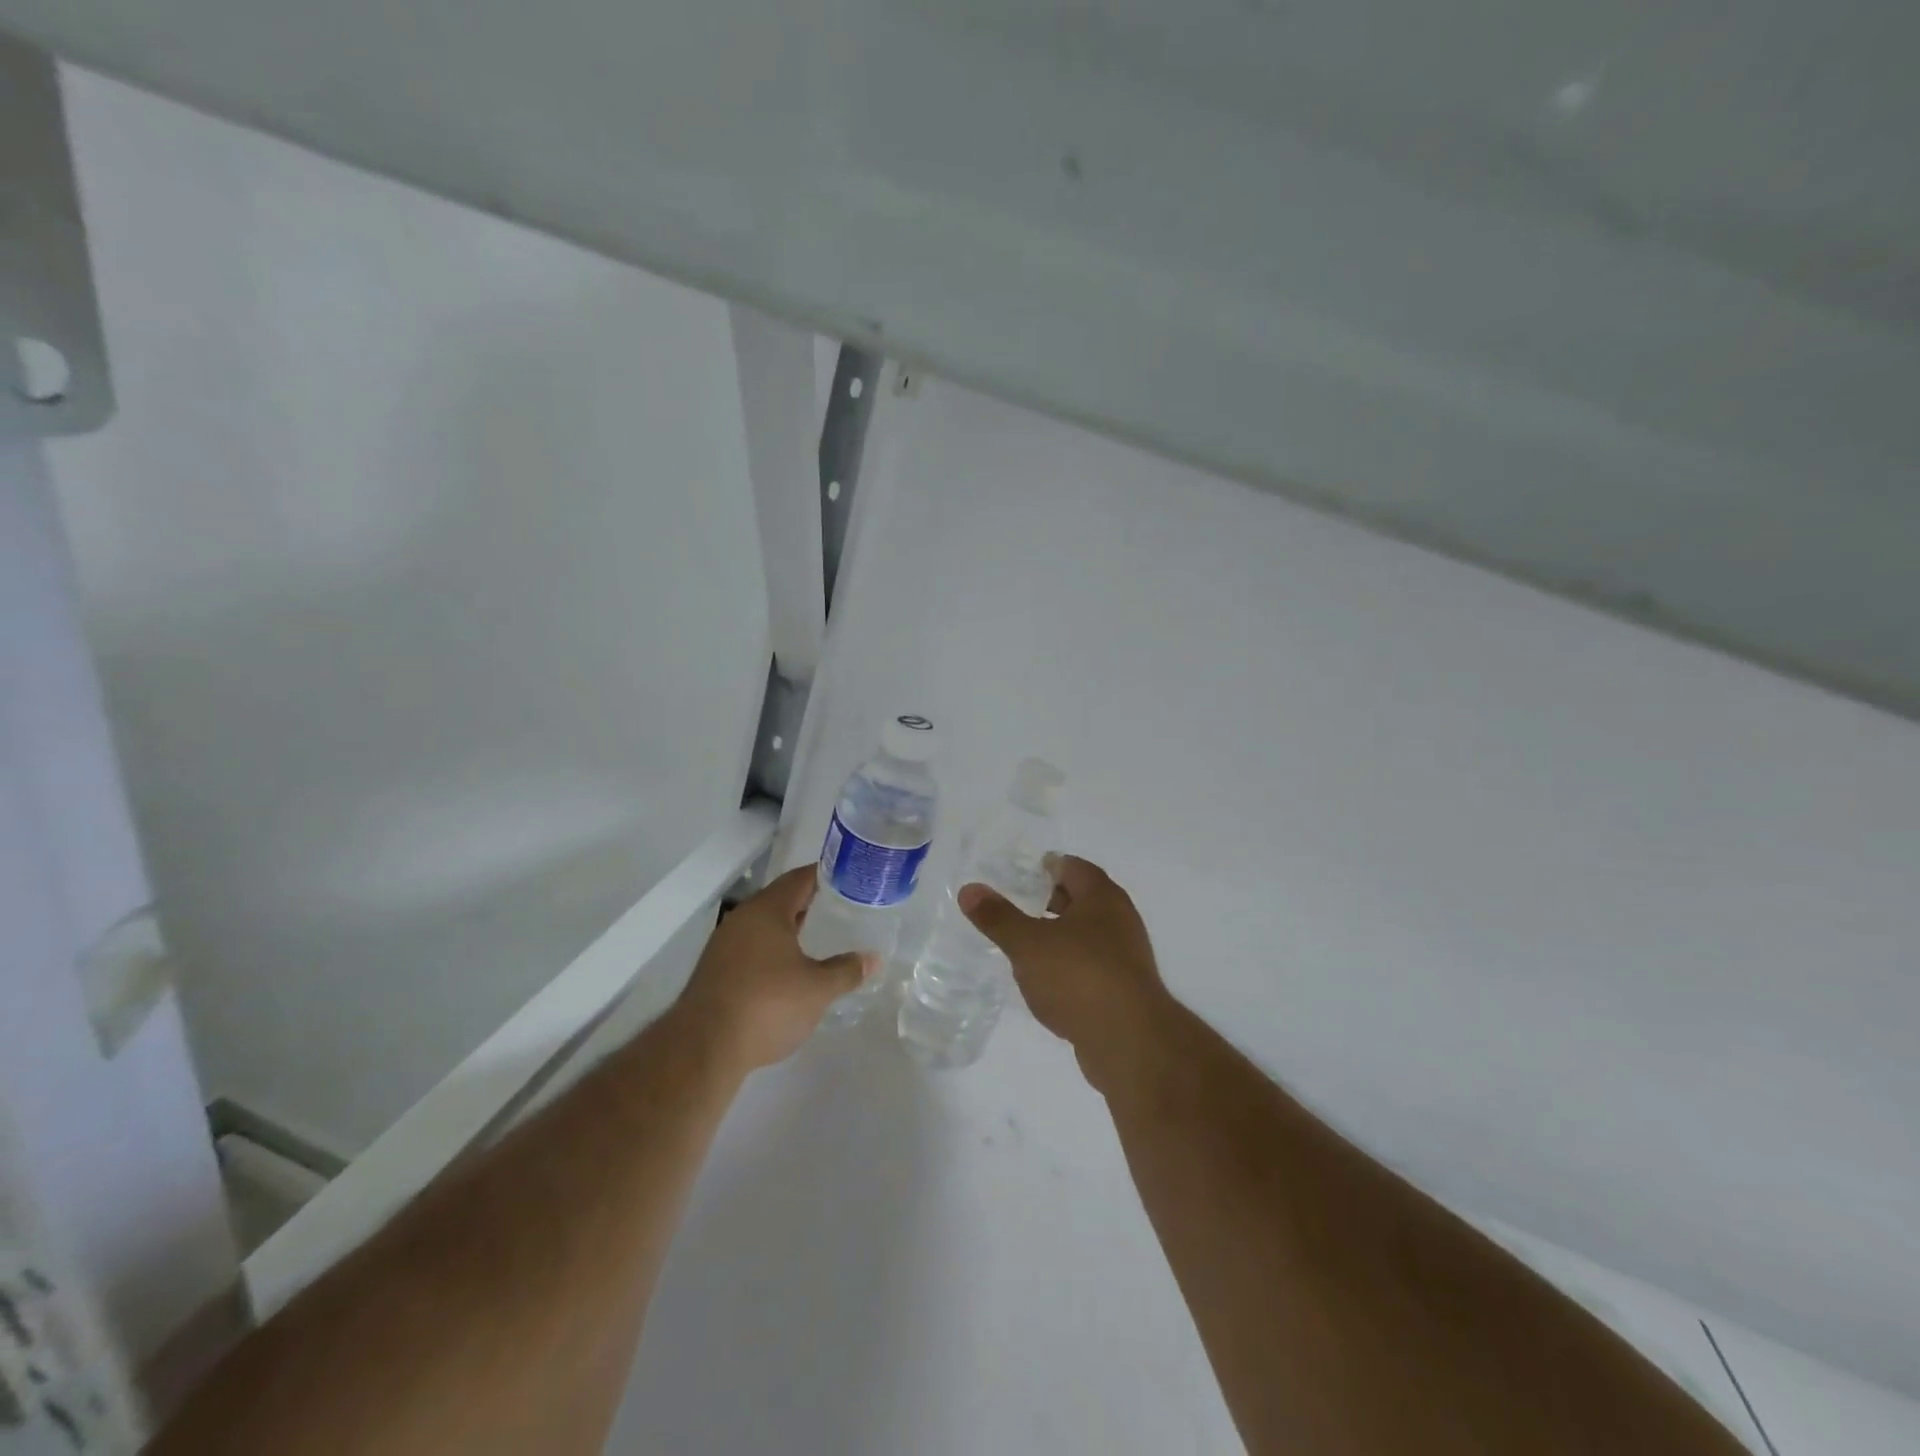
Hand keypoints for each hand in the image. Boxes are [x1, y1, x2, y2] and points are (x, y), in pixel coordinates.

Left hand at [673, 866, 874, 1073]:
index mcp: (767, 910)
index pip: (801, 878)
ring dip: (790, 928)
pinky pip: (751, 947)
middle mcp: (742, 918)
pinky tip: (790, 968)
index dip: (826, 875)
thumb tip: (872, 959)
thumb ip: (846, 971)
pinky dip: (774, 949)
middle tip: (842, 908)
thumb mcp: (817, 989)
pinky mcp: (715, 970)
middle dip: (810, 902)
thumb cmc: (767, 1005)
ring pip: (764, 925)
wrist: (703, 1048)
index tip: (850, 878)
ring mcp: (724, 944)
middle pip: (781, 899)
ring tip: (820, 937)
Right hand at [959, 855, 1172, 1092]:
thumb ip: (998, 917)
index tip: (1023, 872)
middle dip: (1053, 899)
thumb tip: (969, 889)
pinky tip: (1046, 980)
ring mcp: (1125, 957)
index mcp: (1102, 897)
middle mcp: (1120, 920)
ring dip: (1061, 935)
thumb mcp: (1028, 944)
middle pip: (1083, 900)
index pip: (1074, 868)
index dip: (1049, 866)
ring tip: (1027, 942)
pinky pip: (1091, 966)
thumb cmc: (1078, 976)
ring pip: (1087, 935)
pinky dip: (1069, 965)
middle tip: (1019, 903)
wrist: (1129, 1041)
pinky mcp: (1123, 991)